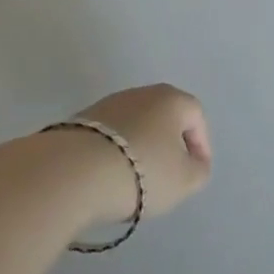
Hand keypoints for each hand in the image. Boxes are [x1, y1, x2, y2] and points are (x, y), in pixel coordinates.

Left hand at [65, 83, 212, 226]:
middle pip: (164, 117)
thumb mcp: (184, 180)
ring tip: (134, 180)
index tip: (196, 171)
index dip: (201, 144)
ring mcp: (107, 104)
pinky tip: (108, 176)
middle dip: (169, 144)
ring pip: (135, 125)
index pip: (196, 116)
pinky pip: (109, 137)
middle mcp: (141, 93)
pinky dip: (114, 153)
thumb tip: (194, 163)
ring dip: (140, 148)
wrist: (72, 172)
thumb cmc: (141, 171)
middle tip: (168, 174)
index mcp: (171, 99)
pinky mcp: (80, 121)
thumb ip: (198, 170)